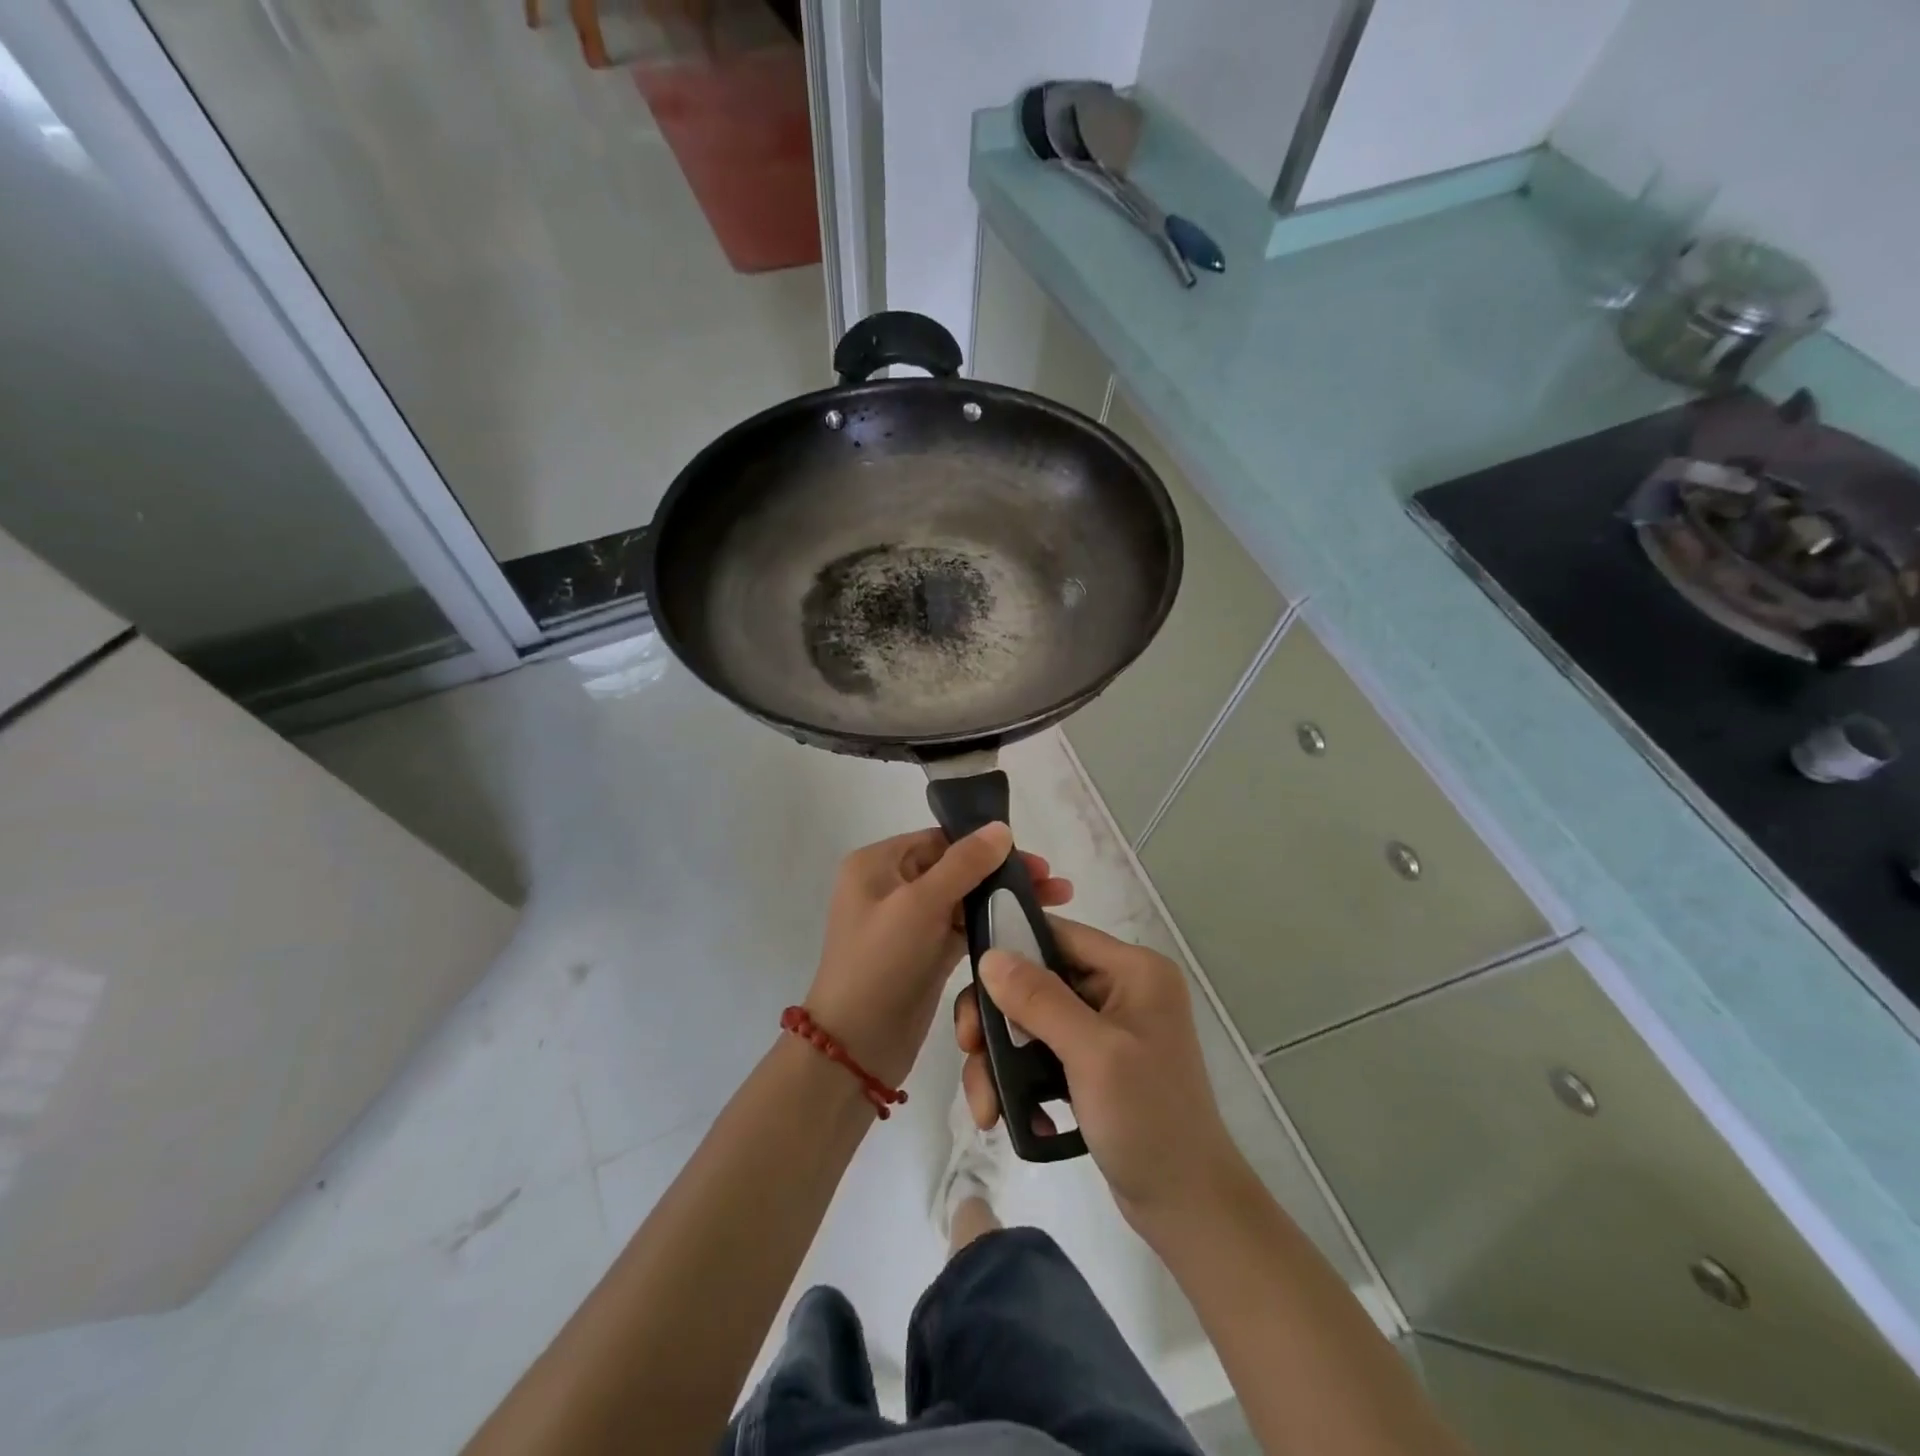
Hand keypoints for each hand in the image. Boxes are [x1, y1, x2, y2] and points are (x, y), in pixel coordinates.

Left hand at [805, 825, 1071, 1088]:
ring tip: (1054, 905)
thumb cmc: (880, 964)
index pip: (940, 840)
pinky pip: (962, 929)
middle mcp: (890, 886)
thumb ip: (964, 864)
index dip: (988, 846)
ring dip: (1002, 900)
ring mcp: (907, 923)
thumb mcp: (920, 905)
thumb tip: (1001, 828)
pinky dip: (990, 927)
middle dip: (1002, 874)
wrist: (854, 1050)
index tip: (1036, 862)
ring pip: (963, 900)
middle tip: (1055, 886)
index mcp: (878, 864)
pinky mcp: (924, 954)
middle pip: (956, 868)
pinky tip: (1025, 928)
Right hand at [954, 917, 1246, 1228]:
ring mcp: (1106, 1029)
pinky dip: (1021, 1082)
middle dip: (997, 1021)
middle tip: (970, 1052)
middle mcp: (1120, 989)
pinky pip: (1042, 1054)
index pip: (1058, 935)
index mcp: (1133, 970)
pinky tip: (1015, 1118)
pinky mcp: (1093, 1065)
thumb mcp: (1093, 1054)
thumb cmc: (1149, 1120)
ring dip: (1001, 1061)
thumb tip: (990, 956)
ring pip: (1032, 1021)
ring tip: (986, 1108)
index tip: (973, 987)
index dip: (1011, 950)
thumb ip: (1040, 999)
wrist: (1188, 1208)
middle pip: (1037, 980)